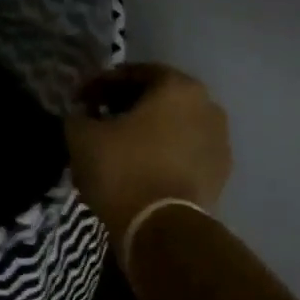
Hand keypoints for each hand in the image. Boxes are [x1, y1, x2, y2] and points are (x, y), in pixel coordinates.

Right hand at [64, 64, 231, 245]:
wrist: (161, 227)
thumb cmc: (122, 169)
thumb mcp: (82, 136)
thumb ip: (79, 116)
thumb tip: (82, 115)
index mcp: (177, 87)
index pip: (133, 73)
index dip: (100, 84)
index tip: (79, 99)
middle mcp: (207, 106)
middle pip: (158, 97)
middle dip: (126, 105)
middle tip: (97, 119)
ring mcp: (220, 141)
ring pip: (174, 125)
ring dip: (146, 130)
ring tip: (117, 146)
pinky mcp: (220, 174)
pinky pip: (184, 152)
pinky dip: (161, 153)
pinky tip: (138, 168)